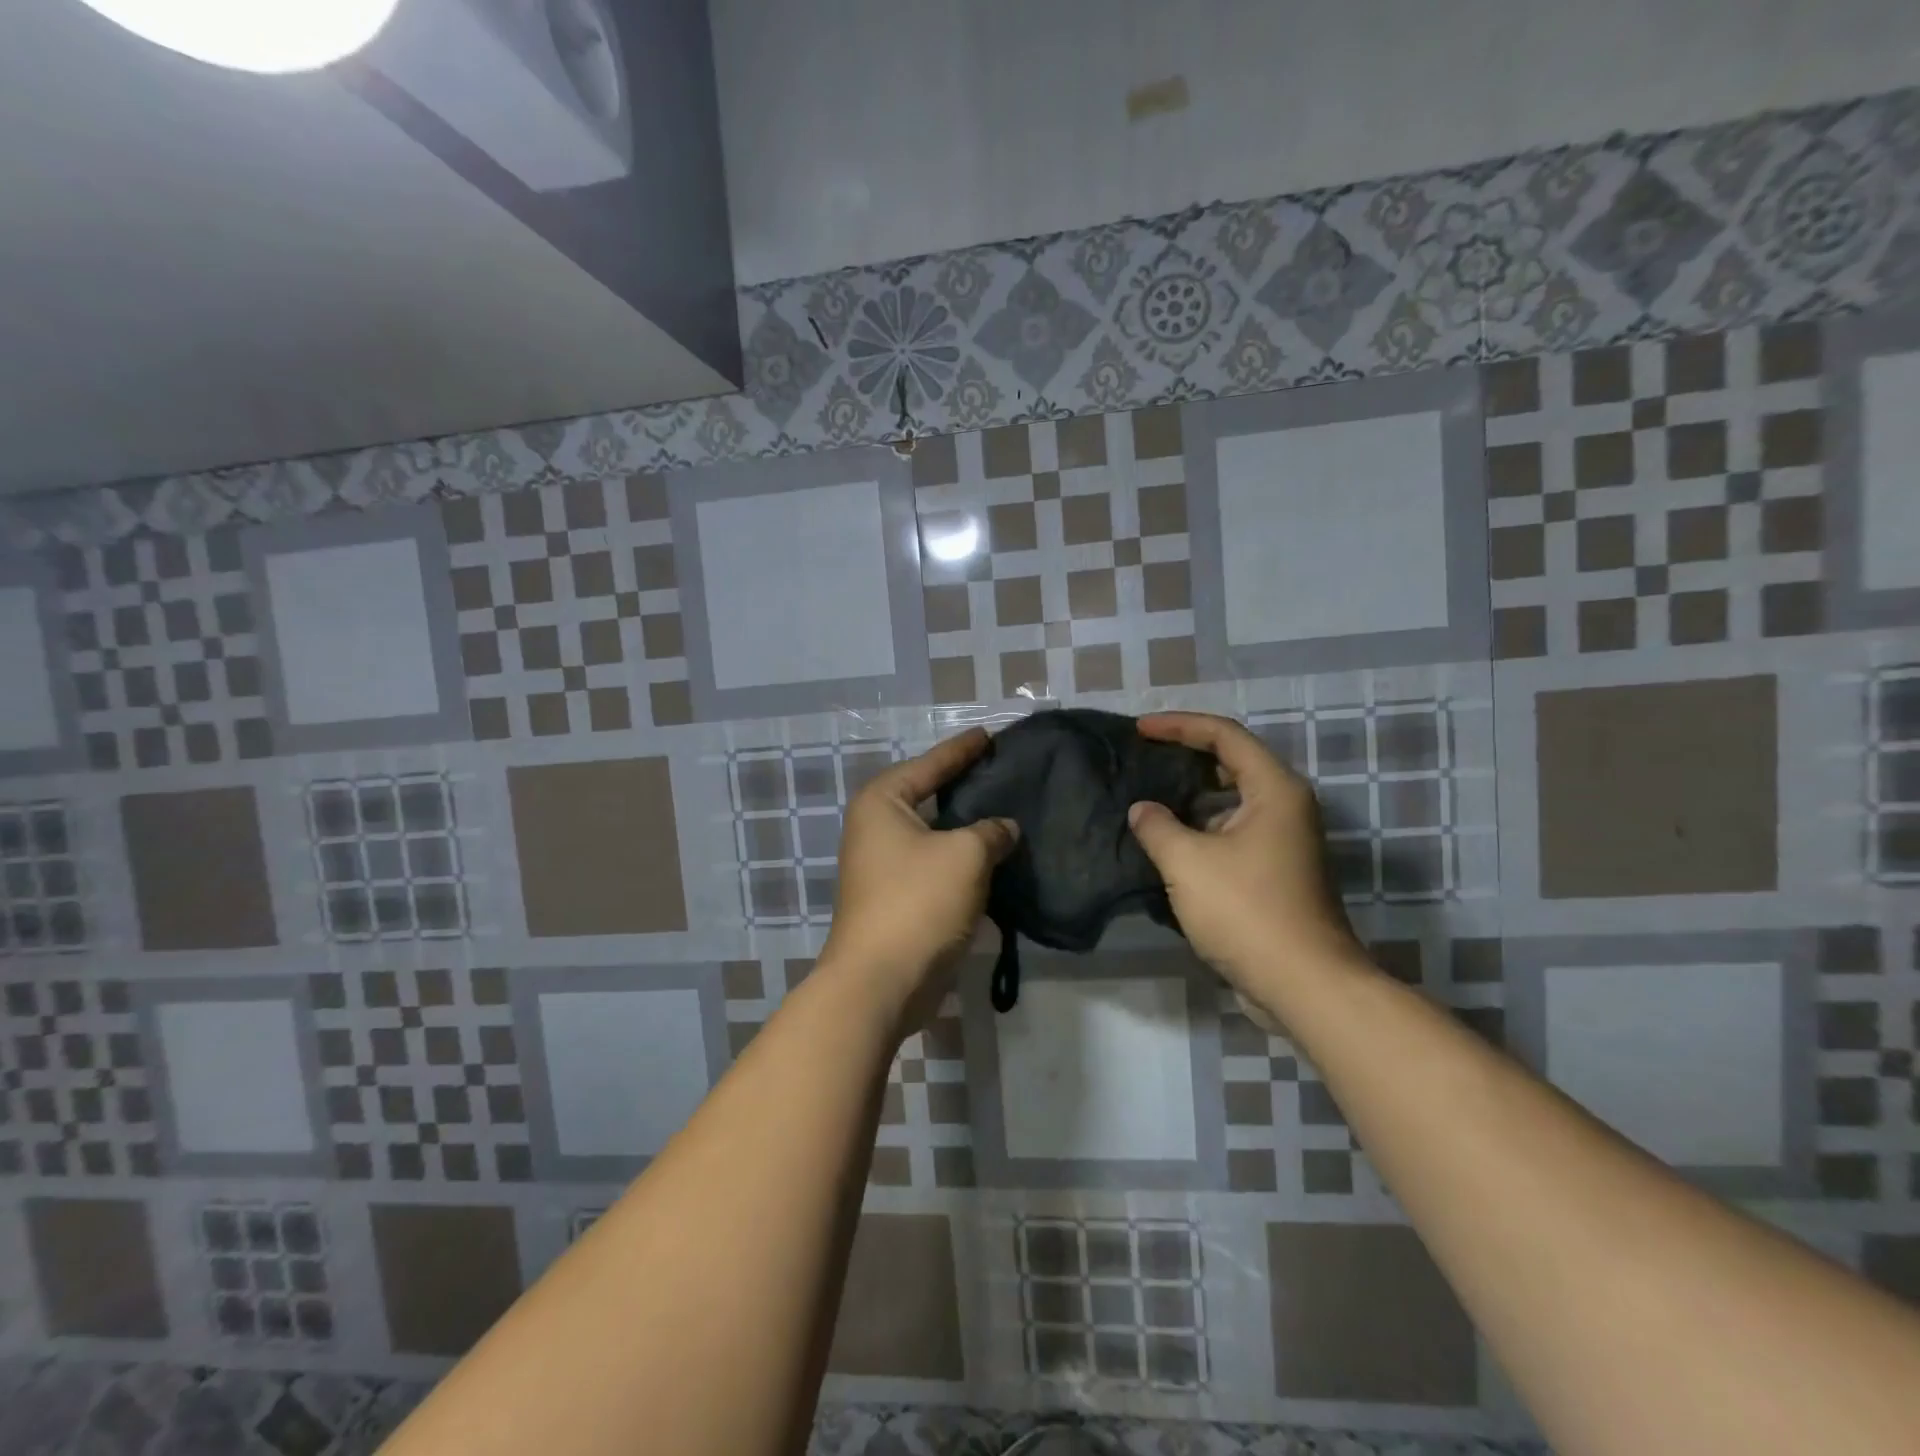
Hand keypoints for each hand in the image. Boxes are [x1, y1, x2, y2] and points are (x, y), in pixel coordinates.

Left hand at [823, 729, 1018, 1021]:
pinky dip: (963, 861)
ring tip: (1008, 812)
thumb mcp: (965, 855)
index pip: (931, 764)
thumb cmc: (918, 902)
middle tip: (1003, 771)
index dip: (962, 749)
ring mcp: (883, 866)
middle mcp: (876, 828)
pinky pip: (936, 866)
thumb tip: (1003, 829)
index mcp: (883, 802)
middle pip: (929, 796)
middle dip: (965, 786)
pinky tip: (995, 858)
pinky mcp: (897, 898)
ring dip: (967, 829)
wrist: (882, 982)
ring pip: (935, 835)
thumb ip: (991, 831)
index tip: (989, 734)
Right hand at [1128, 712, 1363, 997]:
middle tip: (1144, 756)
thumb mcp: (1188, 863)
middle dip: (1186, 755)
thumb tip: (1143, 810)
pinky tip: (1168, 841)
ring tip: (1148, 795)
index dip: (1179, 725)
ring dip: (1191, 795)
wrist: (1303, 984)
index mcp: (1274, 790)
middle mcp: (1285, 807)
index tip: (1139, 729)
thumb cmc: (1247, 911)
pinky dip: (1201, 827)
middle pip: (1232, 762)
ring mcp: (1283, 841)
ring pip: (1232, 800)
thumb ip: (1157, 827)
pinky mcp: (1275, 871)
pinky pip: (1232, 831)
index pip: (1224, 736)